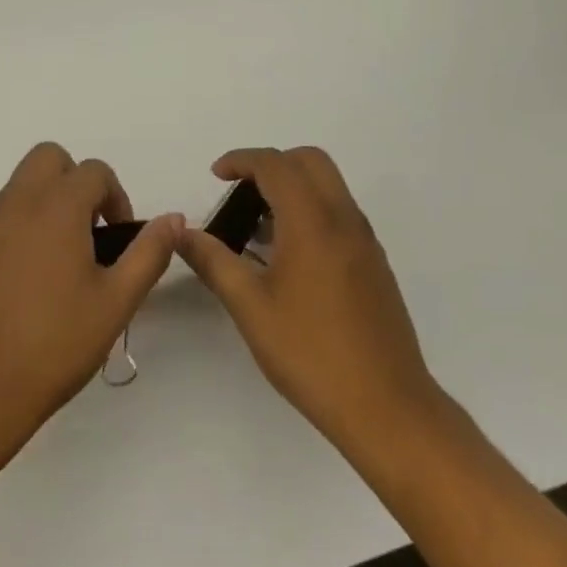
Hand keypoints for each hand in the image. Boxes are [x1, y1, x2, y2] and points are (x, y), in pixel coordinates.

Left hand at [0, 143, 181, 450]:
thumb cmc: (55, 344)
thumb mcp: (117, 302)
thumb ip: (149, 253)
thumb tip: (174, 219)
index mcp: (56, 208)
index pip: (93, 170)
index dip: (115, 197)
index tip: (117, 238)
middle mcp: (14, 205)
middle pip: (48, 159)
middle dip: (74, 182)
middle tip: (88, 232)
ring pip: (17, 190)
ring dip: (43, 207)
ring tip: (56, 267)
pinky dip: (14, 233)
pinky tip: (20, 287)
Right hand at [179, 147, 438, 449]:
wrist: (385, 405)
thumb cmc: (310, 353)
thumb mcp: (250, 307)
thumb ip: (213, 262)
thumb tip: (182, 233)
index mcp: (313, 222)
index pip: (276, 165)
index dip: (242, 160)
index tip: (216, 175)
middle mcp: (345, 220)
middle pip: (310, 161)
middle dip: (272, 164)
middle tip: (240, 193)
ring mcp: (365, 242)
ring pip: (329, 187)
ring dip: (293, 188)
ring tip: (256, 229)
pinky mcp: (374, 264)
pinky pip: (340, 215)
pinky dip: (310, 212)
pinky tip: (286, 258)